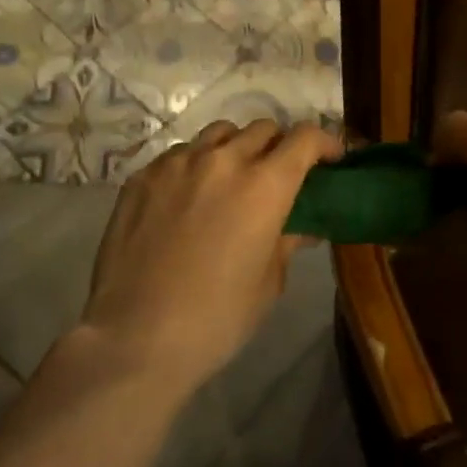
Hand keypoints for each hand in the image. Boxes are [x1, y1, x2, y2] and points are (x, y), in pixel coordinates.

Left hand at [82, 120, 342, 393]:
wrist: (135, 337)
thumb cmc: (217, 318)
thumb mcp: (269, 281)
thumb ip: (288, 240)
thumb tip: (303, 226)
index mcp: (264, 185)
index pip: (305, 138)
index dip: (325, 142)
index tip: (331, 159)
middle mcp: (223, 160)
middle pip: (263, 129)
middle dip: (280, 146)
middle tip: (280, 175)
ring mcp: (178, 163)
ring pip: (219, 134)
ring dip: (236, 148)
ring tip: (232, 179)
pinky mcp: (142, 176)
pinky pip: (180, 154)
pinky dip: (196, 165)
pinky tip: (189, 198)